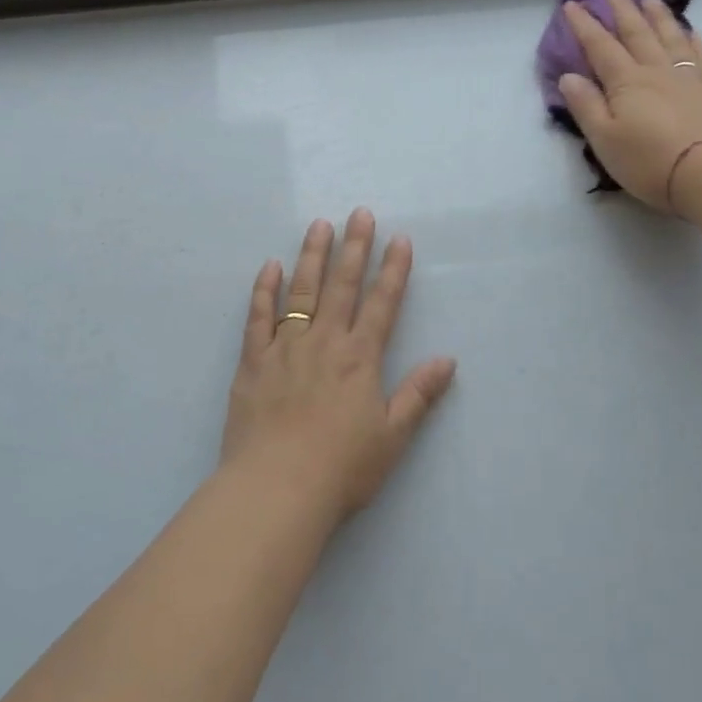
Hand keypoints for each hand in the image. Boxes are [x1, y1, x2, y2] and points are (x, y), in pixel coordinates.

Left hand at [221, 210, 456, 525]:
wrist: (276, 488)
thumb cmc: (341, 468)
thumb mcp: (392, 437)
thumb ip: (418, 395)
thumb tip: (447, 361)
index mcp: (360, 359)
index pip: (382, 304)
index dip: (393, 270)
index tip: (399, 239)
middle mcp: (324, 342)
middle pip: (342, 286)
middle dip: (354, 248)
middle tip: (359, 213)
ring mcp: (285, 348)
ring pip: (301, 291)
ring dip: (311, 256)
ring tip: (319, 225)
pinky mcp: (253, 361)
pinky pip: (258, 317)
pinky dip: (264, 290)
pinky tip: (270, 267)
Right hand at [558, 0, 701, 214]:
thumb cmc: (647, 160)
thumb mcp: (603, 138)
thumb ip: (585, 105)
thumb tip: (568, 76)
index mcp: (625, 82)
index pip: (600, 46)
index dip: (584, 25)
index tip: (572, 3)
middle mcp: (655, 71)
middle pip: (636, 33)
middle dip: (621, 8)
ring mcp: (687, 79)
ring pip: (669, 37)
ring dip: (657, 16)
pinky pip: (701, 57)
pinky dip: (693, 41)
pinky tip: (691, 31)